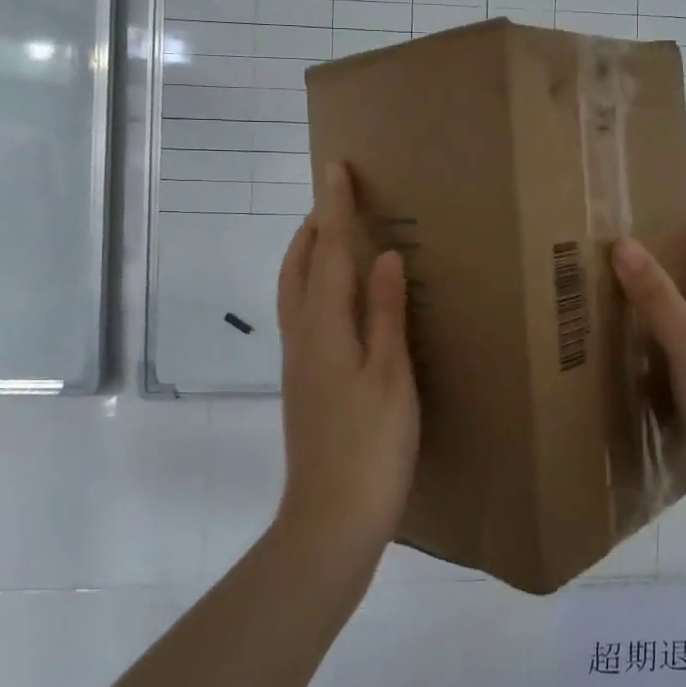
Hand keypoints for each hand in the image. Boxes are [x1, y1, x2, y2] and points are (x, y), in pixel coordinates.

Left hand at [274, 162, 419, 556]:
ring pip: (294, 292)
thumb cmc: (372, 446)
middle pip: (298, 268)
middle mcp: (302, 337)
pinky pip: (302, 314)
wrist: (332, 518)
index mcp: (325, 330)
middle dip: (312, 228)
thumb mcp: (391, 376)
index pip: (327, 253)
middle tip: (334, 199)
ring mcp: (298, 362)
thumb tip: (385, 256)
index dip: (333, 209)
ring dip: (307, 255)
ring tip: (330, 237)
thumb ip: (387, 313)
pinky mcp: (304, 382)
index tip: (335, 168)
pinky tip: (337, 299)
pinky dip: (312, 285)